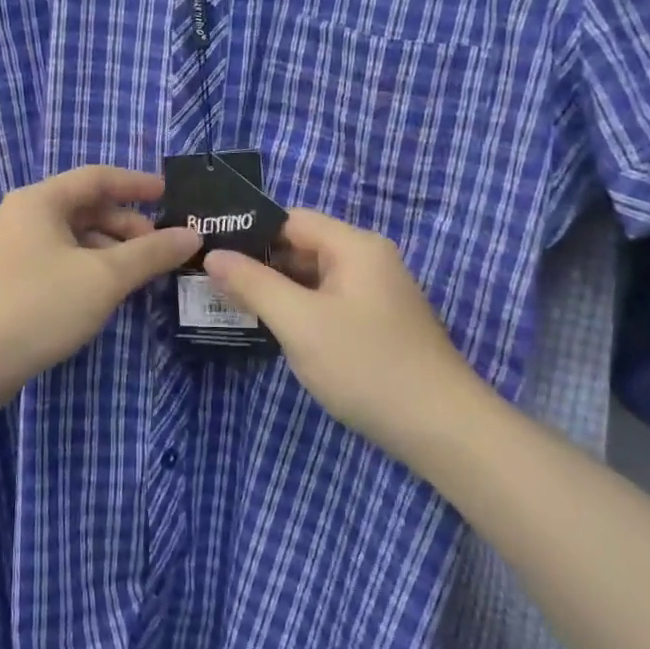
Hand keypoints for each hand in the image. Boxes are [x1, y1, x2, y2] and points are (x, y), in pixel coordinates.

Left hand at [0, 167, 199, 415]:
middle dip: (128, 225)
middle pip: (87, 209)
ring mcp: (16, 253)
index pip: (98, 178)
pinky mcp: (14, 286)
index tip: (172, 196)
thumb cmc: (37, 305)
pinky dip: (91, 272)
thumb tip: (192, 236)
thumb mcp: (103, 277)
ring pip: (76, 240)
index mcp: (41, 201)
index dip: (137, 184)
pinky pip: (63, 265)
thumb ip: (150, 254)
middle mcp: (25, 218)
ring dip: (112, 252)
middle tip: (162, 248)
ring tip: (143, 276)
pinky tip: (110, 296)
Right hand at [202, 210, 487, 470]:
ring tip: (227, 302)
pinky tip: (271, 328)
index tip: (208, 250)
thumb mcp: (300, 323)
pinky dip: (298, 310)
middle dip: (258, 263)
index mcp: (355, 246)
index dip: (249, 232)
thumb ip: (254, 285)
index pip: (291, 220)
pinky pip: (327, 302)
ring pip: (313, 278)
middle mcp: (368, 260)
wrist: (440, 428)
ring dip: (276, 289)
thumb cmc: (366, 366)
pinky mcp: (376, 323)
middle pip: (302, 247)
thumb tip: (214, 255)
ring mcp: (375, 293)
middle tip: (209, 280)